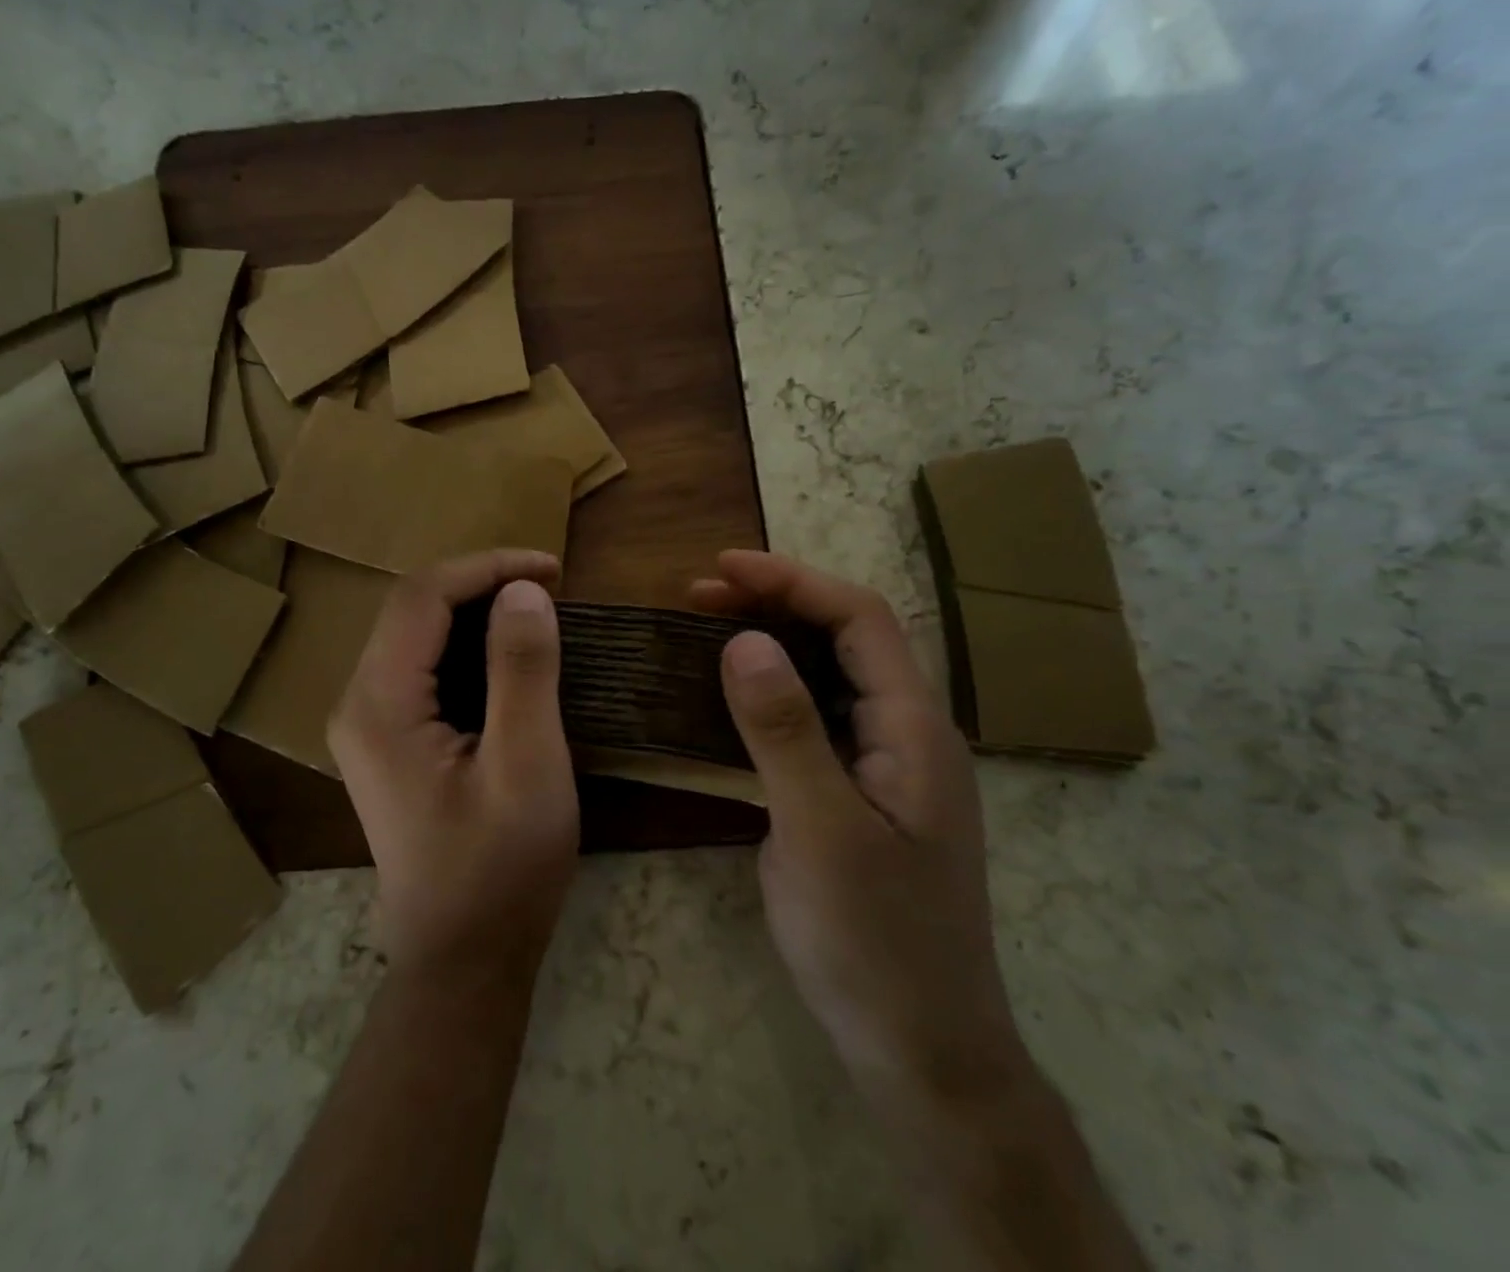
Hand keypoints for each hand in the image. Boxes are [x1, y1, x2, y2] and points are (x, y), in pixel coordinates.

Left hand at [330, 550, 578, 983]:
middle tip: (549, 588)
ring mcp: (367, 724)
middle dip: (481, 583)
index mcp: (379, 704)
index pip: (422, 596)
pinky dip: (468, 646)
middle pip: (412, 608)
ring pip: (416, 634)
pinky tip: (508, 656)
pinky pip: (423, 667)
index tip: (553, 569)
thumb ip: (522, 671)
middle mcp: (358, 703)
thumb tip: (525, 590)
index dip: (487, 567)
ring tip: (536, 612)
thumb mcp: (527, 765)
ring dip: (475, 611)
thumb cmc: (500, 868)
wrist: (463, 958)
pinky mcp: (387, 741)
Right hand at [691, 550, 1032, 1105]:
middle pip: (844, 640)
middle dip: (774, 604)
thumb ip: (784, 730)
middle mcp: (905, 734)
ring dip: (768, 646)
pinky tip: (724, 702)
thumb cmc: (875, 941)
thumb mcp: (821, 831)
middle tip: (698, 597)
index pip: (859, 619)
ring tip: (703, 632)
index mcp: (913, 728)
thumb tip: (743, 639)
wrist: (920, 1050)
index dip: (791, 581)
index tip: (721, 568)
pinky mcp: (856, 796)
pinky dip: (766, 697)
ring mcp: (882, 767)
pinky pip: (811, 723)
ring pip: (826, 679)